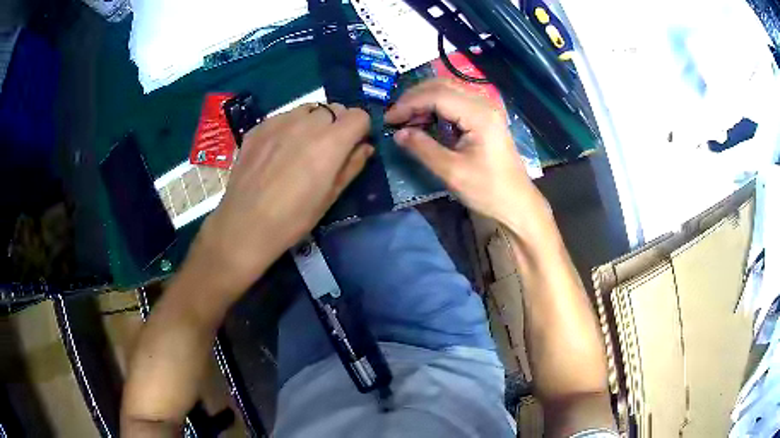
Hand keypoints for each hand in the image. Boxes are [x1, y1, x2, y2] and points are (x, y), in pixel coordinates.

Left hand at [190, 103, 372, 292]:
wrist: (245, 224)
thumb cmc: (293, 218)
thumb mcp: (330, 197)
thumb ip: (352, 166)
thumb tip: (365, 147)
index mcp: (330, 141)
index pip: (359, 116)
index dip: (360, 130)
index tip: (353, 146)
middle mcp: (307, 123)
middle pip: (334, 109)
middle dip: (338, 124)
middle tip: (327, 150)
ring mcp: (279, 122)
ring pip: (308, 109)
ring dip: (313, 122)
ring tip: (301, 147)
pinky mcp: (259, 127)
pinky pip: (283, 117)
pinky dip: (289, 126)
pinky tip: (278, 151)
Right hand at [385, 79, 549, 232]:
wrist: (516, 203)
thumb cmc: (487, 190)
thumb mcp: (452, 172)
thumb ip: (423, 148)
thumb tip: (397, 133)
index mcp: (479, 114)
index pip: (436, 95)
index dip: (408, 104)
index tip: (388, 119)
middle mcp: (484, 103)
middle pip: (442, 86)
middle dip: (414, 98)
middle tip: (395, 117)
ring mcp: (486, 109)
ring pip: (448, 91)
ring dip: (424, 100)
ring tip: (407, 120)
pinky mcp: (485, 117)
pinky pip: (456, 102)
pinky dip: (436, 107)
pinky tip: (425, 121)